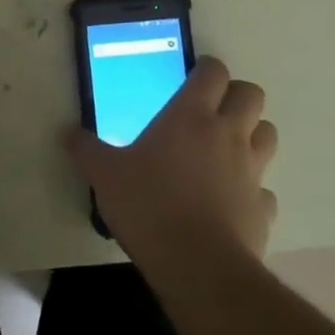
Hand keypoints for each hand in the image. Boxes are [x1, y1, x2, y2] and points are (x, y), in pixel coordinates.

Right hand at [67, 57, 277, 278]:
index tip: (193, 76)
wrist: (197, 265)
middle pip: (252, 94)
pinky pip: (265, 189)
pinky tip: (231, 201)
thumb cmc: (148, 206)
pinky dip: (253, 190)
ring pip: (268, 134)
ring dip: (252, 134)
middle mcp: (228, 134)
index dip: (207, 68)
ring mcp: (252, 171)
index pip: (214, 72)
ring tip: (227, 148)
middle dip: (236, 95)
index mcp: (191, 116)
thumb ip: (86, 150)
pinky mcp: (263, 208)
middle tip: (212, 109)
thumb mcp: (104, 175)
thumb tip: (66, 132)